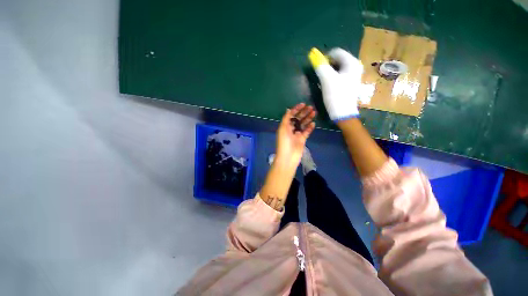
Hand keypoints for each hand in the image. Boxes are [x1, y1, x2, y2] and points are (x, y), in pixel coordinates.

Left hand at [275, 103, 315, 167]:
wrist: (288, 157)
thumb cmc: (284, 142)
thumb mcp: (282, 129)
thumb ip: (286, 119)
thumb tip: (288, 109)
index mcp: (285, 126)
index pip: (291, 115)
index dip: (296, 109)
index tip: (303, 104)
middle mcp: (291, 129)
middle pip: (298, 119)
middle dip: (304, 113)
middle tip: (311, 107)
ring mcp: (297, 134)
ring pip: (303, 124)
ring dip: (308, 118)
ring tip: (314, 112)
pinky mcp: (302, 139)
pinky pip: (307, 131)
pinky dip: (310, 127)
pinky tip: (313, 123)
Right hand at [308, 47, 362, 121]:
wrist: (343, 113)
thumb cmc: (336, 95)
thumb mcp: (327, 79)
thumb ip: (320, 66)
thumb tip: (313, 55)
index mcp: (352, 62)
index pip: (336, 52)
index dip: (324, 58)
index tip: (318, 68)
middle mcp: (355, 66)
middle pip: (337, 59)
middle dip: (327, 65)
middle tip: (321, 76)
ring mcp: (353, 75)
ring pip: (338, 68)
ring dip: (329, 72)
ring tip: (324, 81)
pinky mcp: (350, 83)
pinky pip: (340, 75)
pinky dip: (332, 77)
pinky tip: (329, 85)